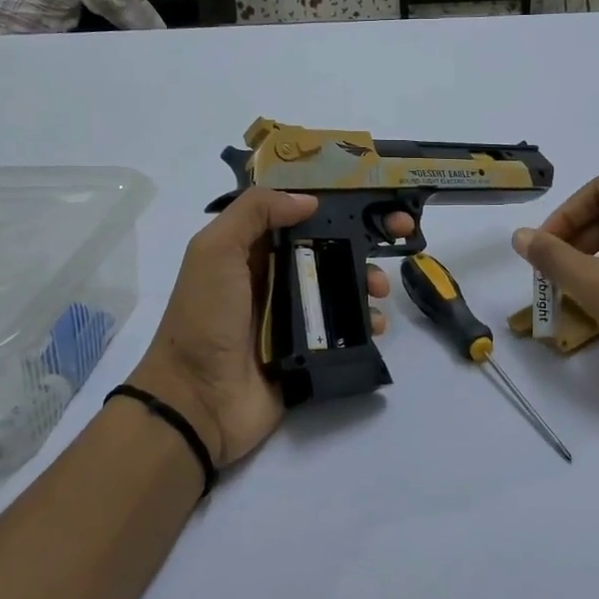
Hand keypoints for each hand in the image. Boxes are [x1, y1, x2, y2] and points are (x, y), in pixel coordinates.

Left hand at [127, 189, 409, 467]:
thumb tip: (309, 201)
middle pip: (329, 248)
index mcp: (253, 251)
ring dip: (368, 281)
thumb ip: (254, 213)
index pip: (300, 216)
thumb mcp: (215, 251)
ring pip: (342, 287)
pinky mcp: (310, 350)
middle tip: (401, 234)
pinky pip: (346, 330)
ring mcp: (294, 316)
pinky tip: (376, 324)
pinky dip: (367, 323)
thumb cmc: (204, 317)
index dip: (336, 203)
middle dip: (365, 239)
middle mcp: (276, 277)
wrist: (197, 400)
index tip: (373, 198)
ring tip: (379, 290)